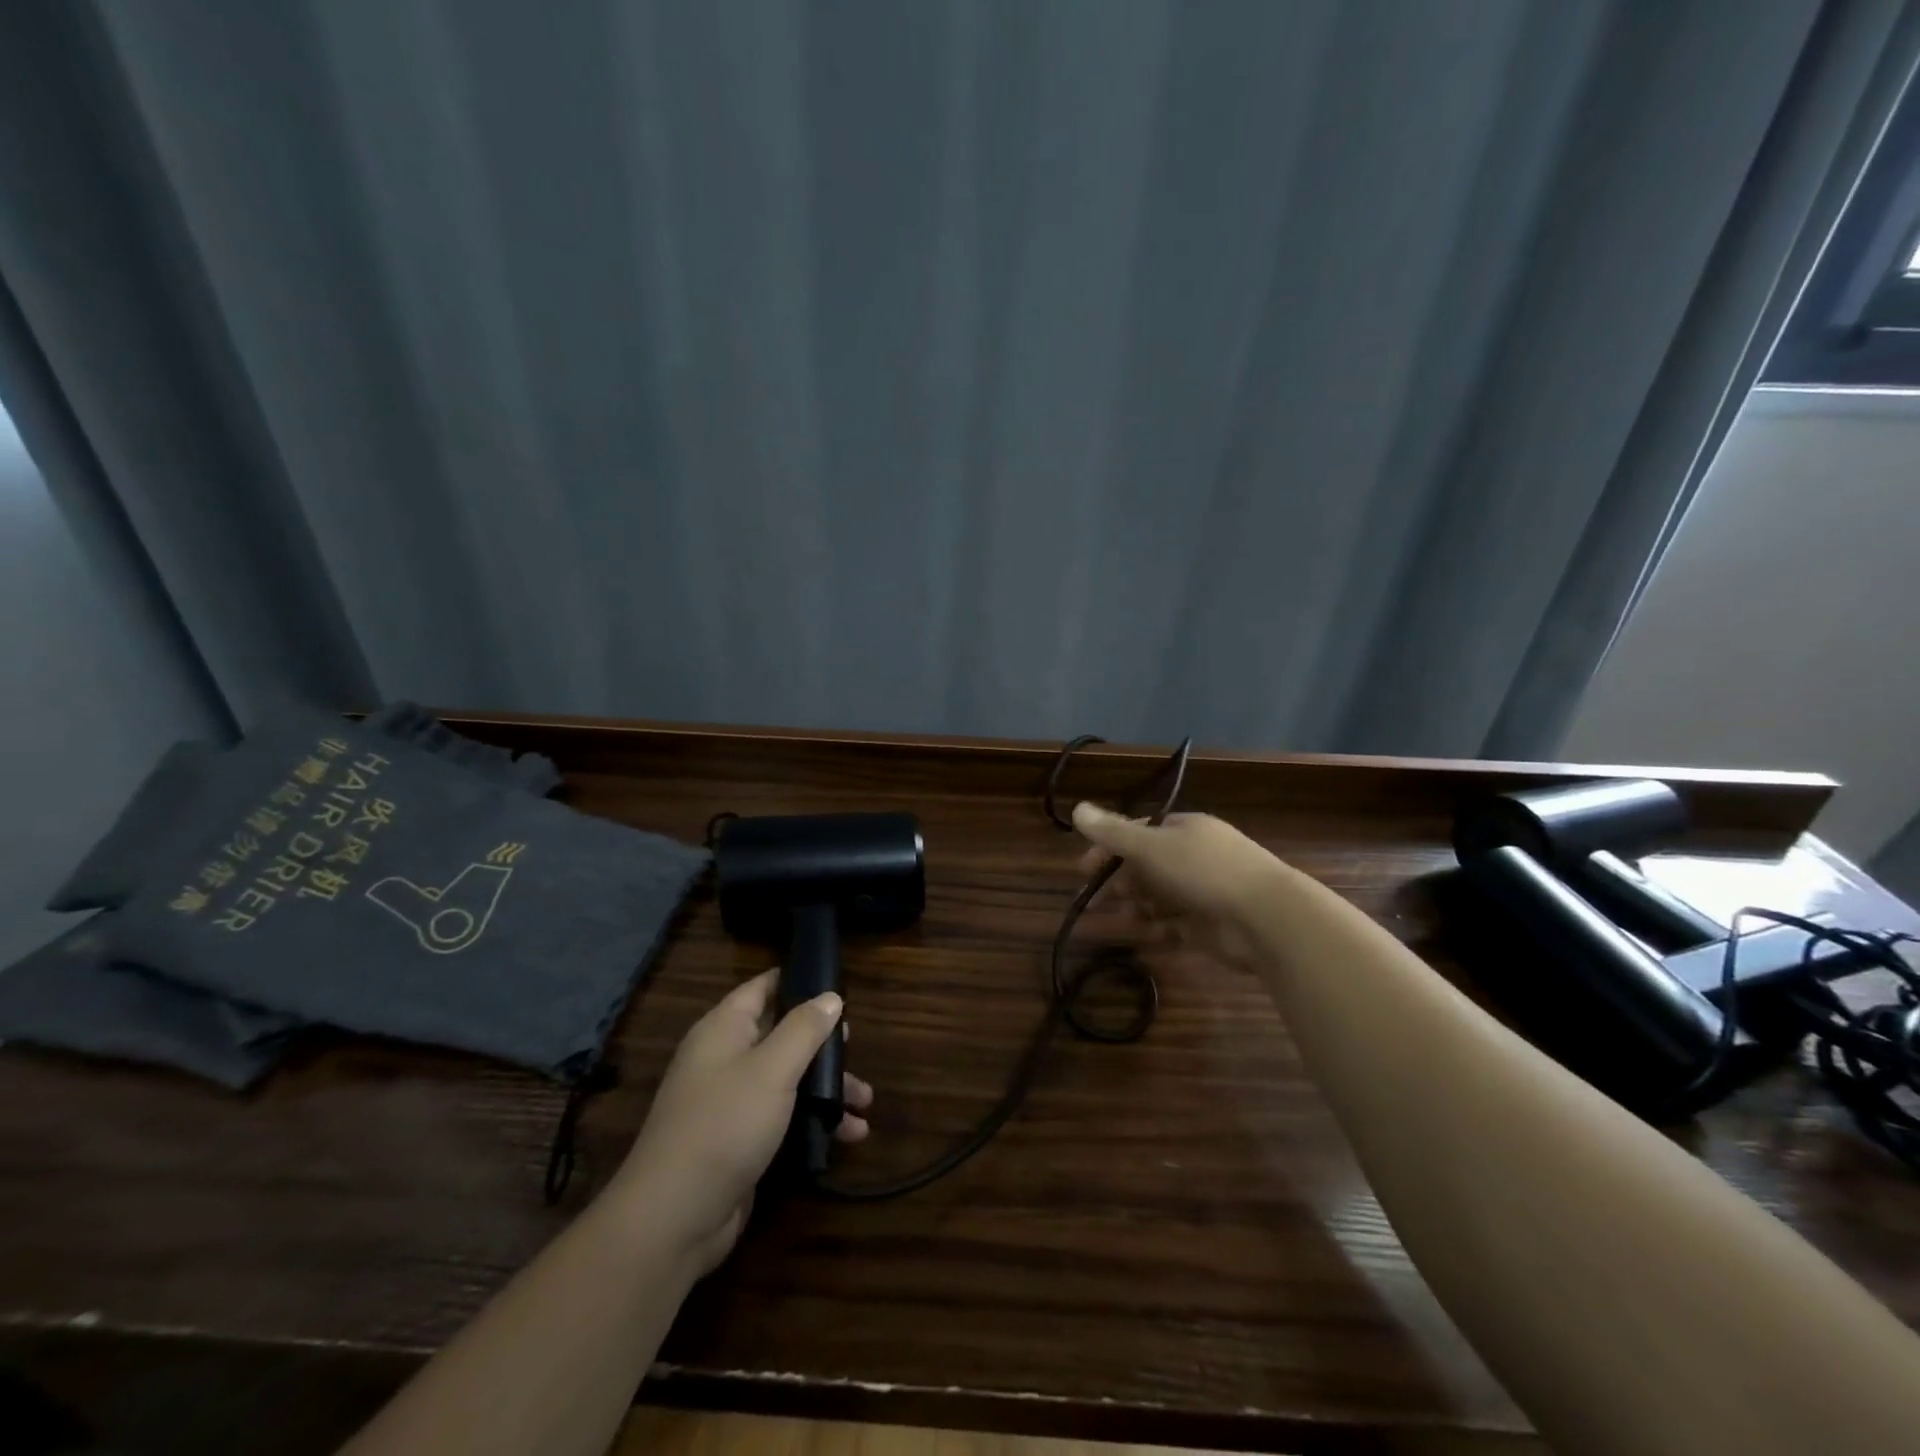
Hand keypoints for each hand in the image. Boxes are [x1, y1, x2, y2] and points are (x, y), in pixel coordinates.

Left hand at [610, 970, 871, 1274]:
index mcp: (724, 1029)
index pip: (762, 988)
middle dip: (821, 1044)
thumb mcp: (773, 1069)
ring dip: (824, 1088)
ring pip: (786, 1080)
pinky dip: (812, 1121)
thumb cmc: (725, 1125)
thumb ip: (804, 1029)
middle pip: (780, 1035)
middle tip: (854, 1049)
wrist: (673, 1219)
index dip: (797, 980)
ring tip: (864, 1103)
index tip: (836, 984)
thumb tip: (830, 997)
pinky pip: (782, 1118)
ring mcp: (729, 1102)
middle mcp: (724, 1059)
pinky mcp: (738, 1141)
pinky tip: (848, 1135)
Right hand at [1072, 803, 1285, 970]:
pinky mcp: (1211, 925)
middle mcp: (1195, 856)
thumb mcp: (1151, 847)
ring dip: (1138, 905)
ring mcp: (1205, 891)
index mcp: (1184, 829)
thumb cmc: (1204, 872)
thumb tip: (1077, 808)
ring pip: (1160, 896)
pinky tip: (1149, 934)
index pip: (1138, 832)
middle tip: (1096, 899)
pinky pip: (1177, 924)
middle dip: (1121, 880)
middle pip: (1147, 866)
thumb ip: (1113, 832)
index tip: (1084, 868)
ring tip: (1125, 917)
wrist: (1266, 919)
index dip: (1109, 848)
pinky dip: (1161, 928)